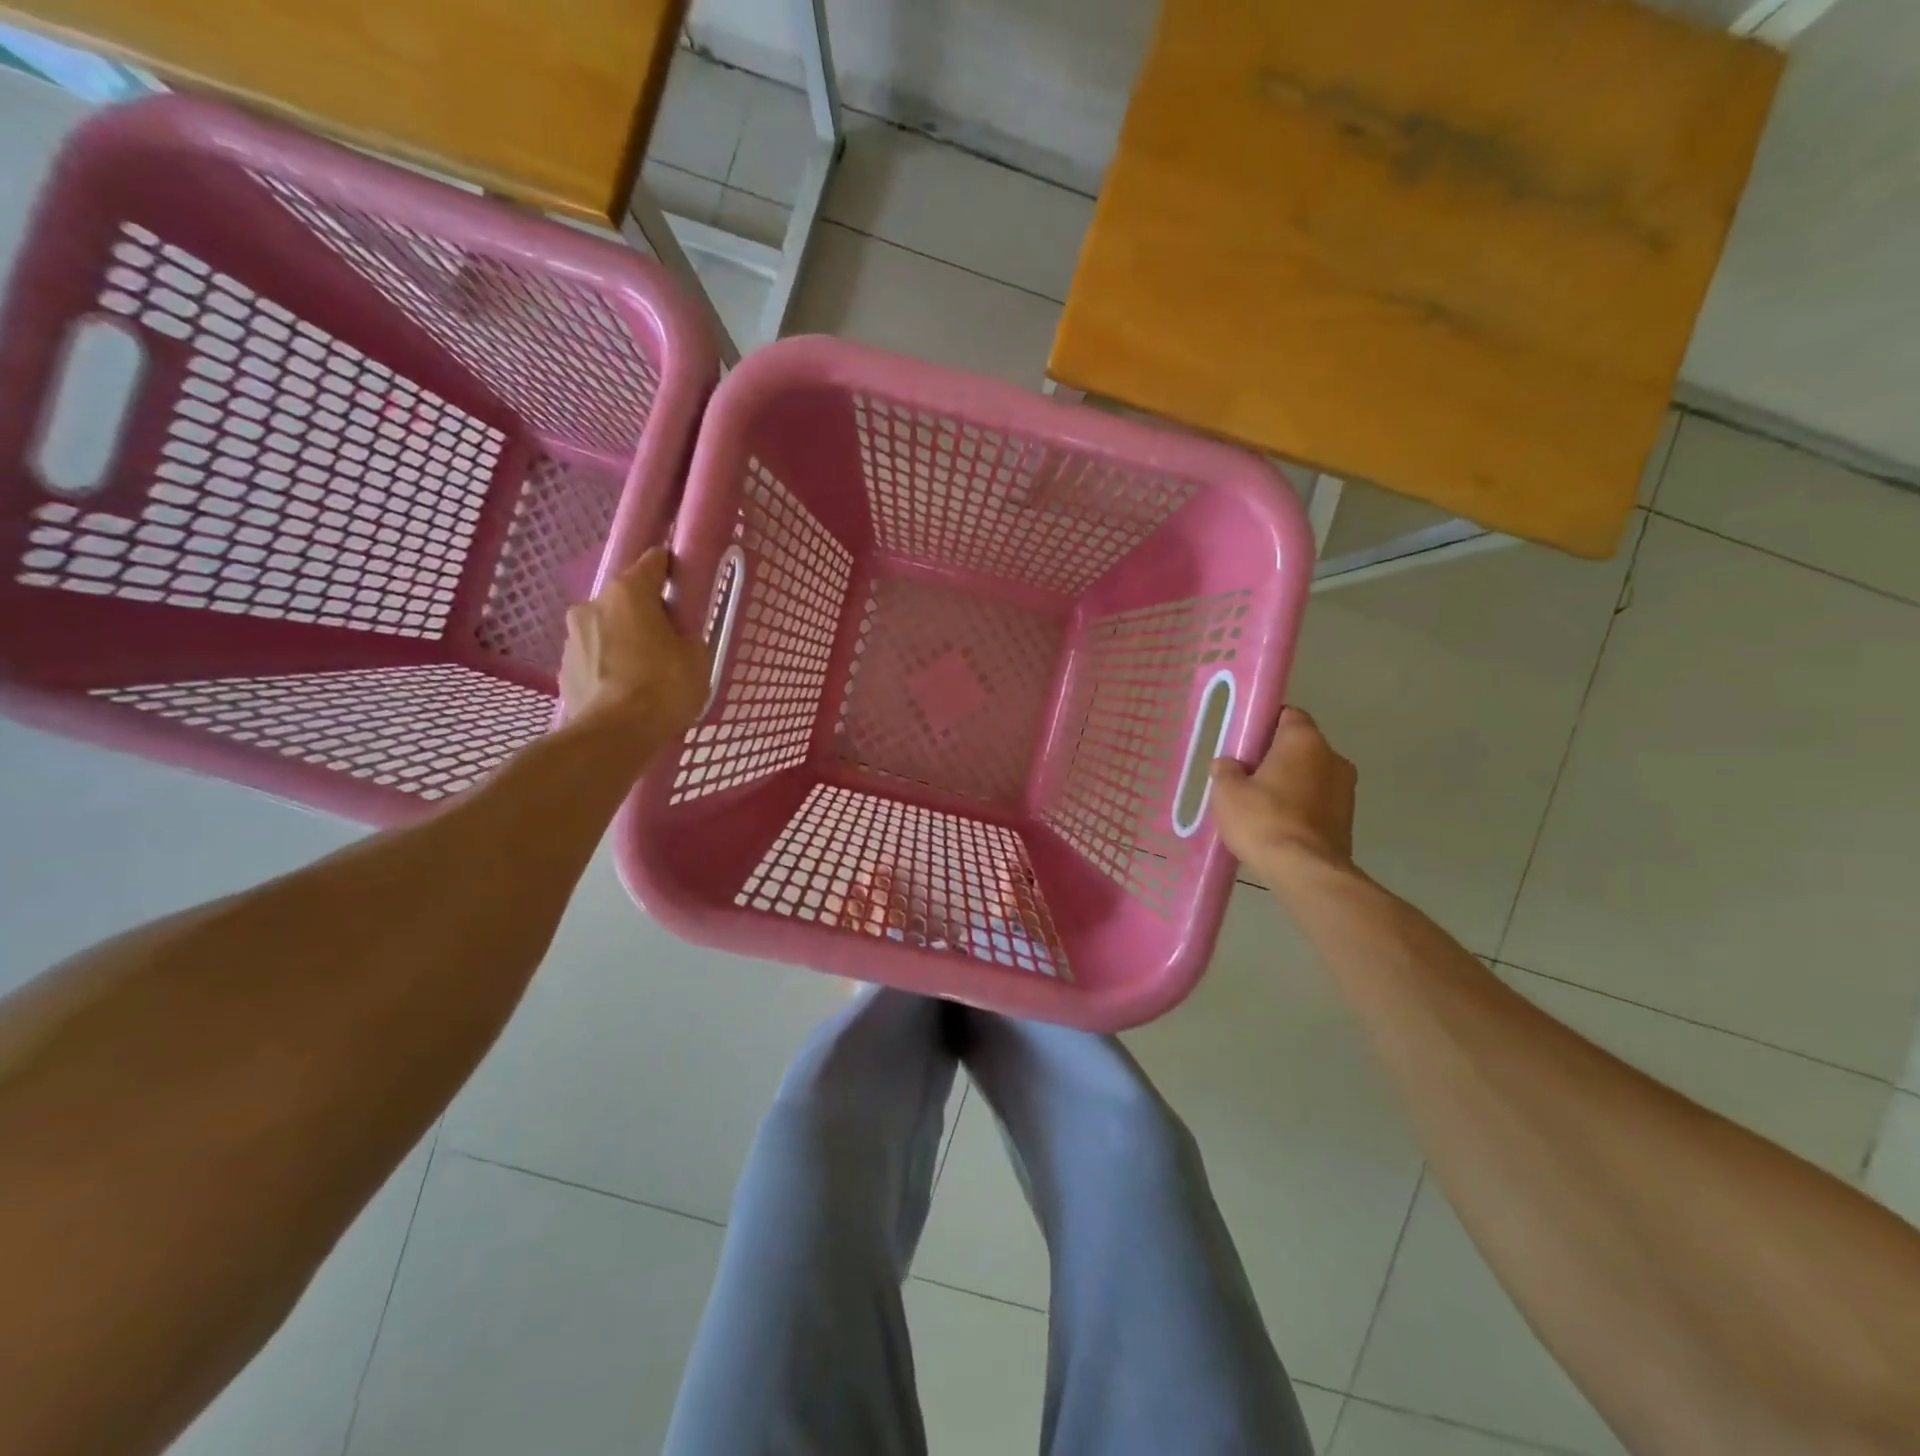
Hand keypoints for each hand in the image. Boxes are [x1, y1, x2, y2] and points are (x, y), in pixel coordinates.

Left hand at [560, 548, 712, 740]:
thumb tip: (675, 630)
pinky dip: (608, 665)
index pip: (652, 561)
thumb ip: (686, 632)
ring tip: (644, 672)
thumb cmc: (663, 687)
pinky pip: (594, 657)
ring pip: (607, 628)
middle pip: (626, 598)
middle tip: (667, 640)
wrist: (614, 735)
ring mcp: (573, 636)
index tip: (683, 585)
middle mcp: (593, 604)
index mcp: (629, 592)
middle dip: (645, 612)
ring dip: (624, 640)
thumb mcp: (696, 657)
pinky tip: (625, 690)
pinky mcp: (563, 667)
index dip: (670, 569)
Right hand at [1210, 707, 1357, 883]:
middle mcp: (1333, 757)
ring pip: (1311, 776)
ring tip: (1261, 807)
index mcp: (1305, 740)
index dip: (1265, 724)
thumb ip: (1226, 770)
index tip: (1245, 743)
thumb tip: (1228, 764)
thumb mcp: (1227, 792)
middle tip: (1247, 777)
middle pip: (1300, 747)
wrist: (1304, 872)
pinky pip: (1318, 802)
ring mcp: (1346, 790)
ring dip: (1290, 785)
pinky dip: (1301, 808)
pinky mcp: (1348, 819)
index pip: (1288, 715)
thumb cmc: (1263, 820)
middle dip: (1276, 758)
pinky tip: (1278, 826)